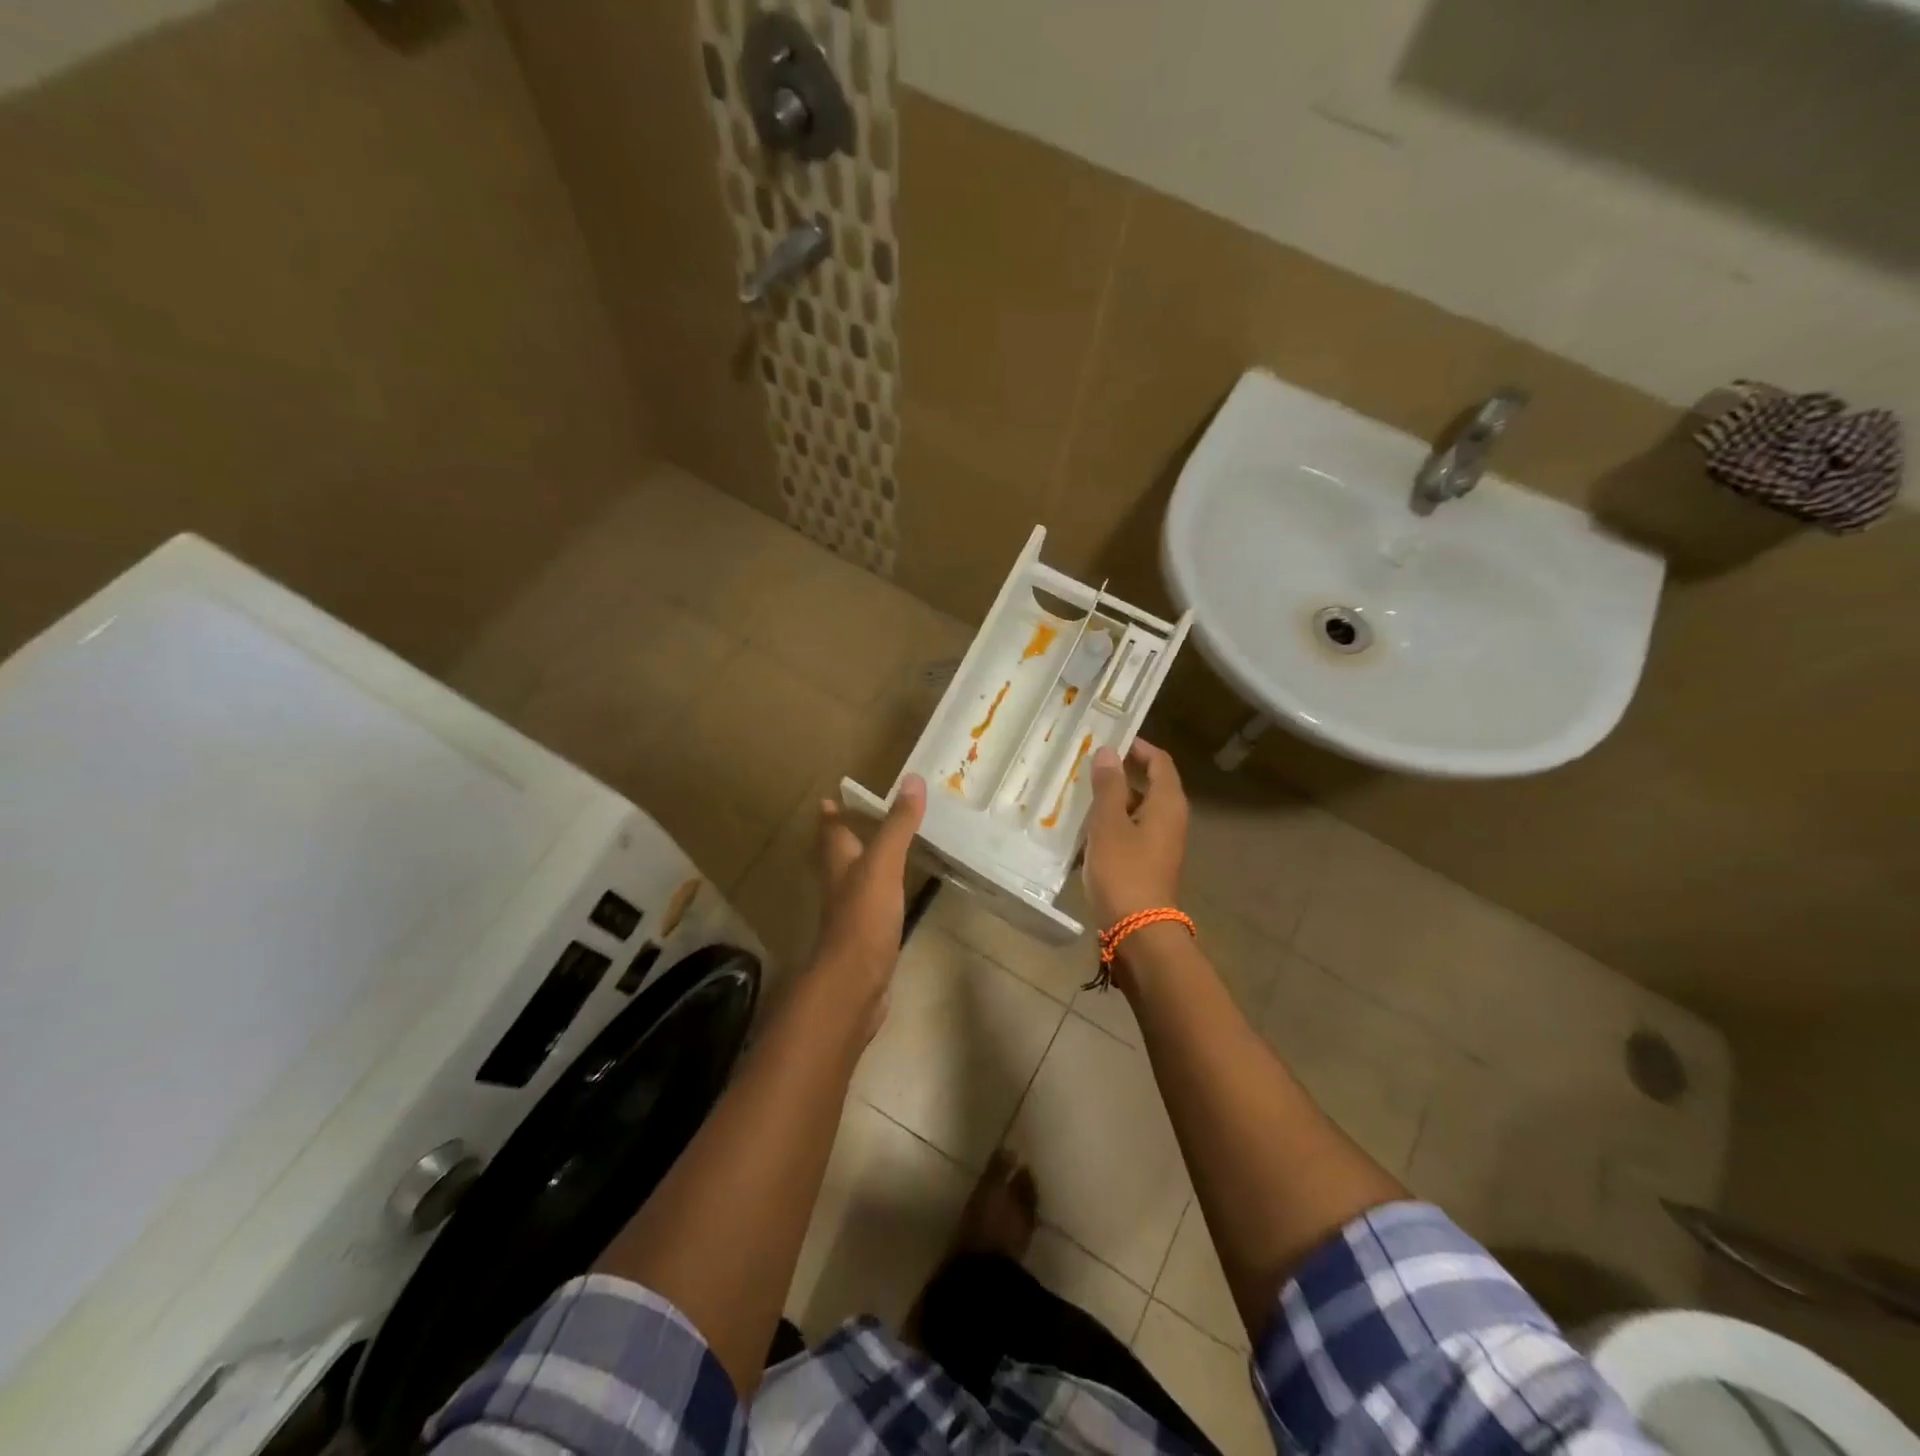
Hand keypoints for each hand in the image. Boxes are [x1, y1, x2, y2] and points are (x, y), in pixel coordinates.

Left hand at [812, 775, 926, 1016]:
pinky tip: (894, 895)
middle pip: (838, 855)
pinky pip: (871, 906)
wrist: (854, 984)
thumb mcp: (883, 864)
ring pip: (854, 880)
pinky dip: (880, 893)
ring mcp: (851, 914)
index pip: (831, 831)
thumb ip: (898, 825)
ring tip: (881, 851)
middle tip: (858, 820)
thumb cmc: (863, 918)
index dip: (831, 814)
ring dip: (863, 864)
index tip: (829, 799)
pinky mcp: (865, 938)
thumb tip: (912, 780)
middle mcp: (839, 885)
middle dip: (845, 837)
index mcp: (838, 863)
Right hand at [1083, 739, 1187, 927]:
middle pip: (1151, 784)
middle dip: (1123, 772)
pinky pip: (1132, 831)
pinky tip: (1087, 828)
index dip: (1139, 747)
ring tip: (1082, 792)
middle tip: (1090, 764)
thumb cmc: (1124, 870)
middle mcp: (1171, 819)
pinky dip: (1114, 823)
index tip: (1112, 738)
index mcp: (1167, 804)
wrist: (1138, 929)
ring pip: (1139, 809)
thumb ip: (1108, 786)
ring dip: (1115, 799)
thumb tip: (1108, 752)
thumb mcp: (1109, 823)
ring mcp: (1162, 843)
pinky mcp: (1149, 863)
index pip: (1160, 762)